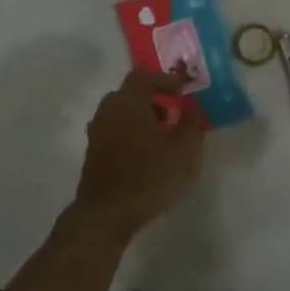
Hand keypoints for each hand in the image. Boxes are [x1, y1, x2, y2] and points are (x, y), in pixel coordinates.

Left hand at [70, 69, 205, 239]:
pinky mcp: (94, 152)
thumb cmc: (149, 177)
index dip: (166, 79)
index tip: (184, 89)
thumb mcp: (184, 150)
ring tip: (164, 135)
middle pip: (131, 93)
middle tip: (175, 111)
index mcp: (128, 102)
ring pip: (122, 112)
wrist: (107, 214)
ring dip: (143, 116)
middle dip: (154, 98)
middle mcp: (108, 110)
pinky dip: (132, 132)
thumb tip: (196, 106)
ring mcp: (97, 132)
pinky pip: (116, 130)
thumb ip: (193, 123)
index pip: (144, 76)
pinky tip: (148, 153)